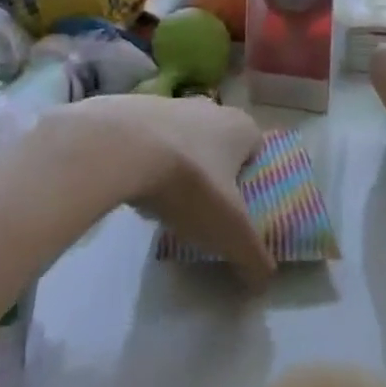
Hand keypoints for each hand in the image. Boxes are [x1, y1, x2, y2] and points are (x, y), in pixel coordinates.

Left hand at [66, 94, 275, 288]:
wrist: (121, 148)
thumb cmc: (190, 184)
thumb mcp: (229, 231)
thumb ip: (253, 256)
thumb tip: (264, 281)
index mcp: (241, 127)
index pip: (256, 149)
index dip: (251, 177)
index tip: (240, 206)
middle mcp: (210, 108)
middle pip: (219, 143)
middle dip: (214, 172)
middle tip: (205, 209)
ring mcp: (170, 105)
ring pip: (183, 141)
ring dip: (178, 168)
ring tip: (168, 205)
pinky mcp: (133, 110)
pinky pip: (148, 141)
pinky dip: (146, 162)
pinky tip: (136, 190)